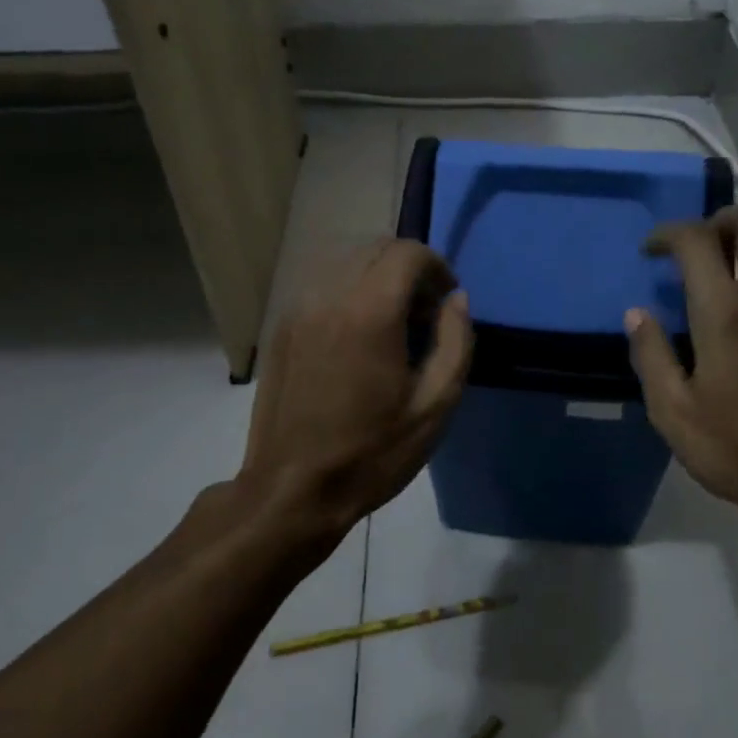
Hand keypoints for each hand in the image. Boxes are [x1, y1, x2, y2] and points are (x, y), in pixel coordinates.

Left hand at [240, 239, 472, 537]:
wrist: (292, 489)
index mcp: (369, 313)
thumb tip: (456, 300)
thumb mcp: (434, 406)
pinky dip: (349, 291)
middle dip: (409, 269)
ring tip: (392, 326)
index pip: (407, 253)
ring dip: (378, 278)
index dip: (437, 267)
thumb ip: (456, 342)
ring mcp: (297, 309)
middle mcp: (328, 296)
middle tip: (425, 314)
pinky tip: (358, 338)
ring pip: (346, 262)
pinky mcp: (281, 327)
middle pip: (375, 248)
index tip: (447, 301)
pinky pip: (322, 285)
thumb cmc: (371, 453)